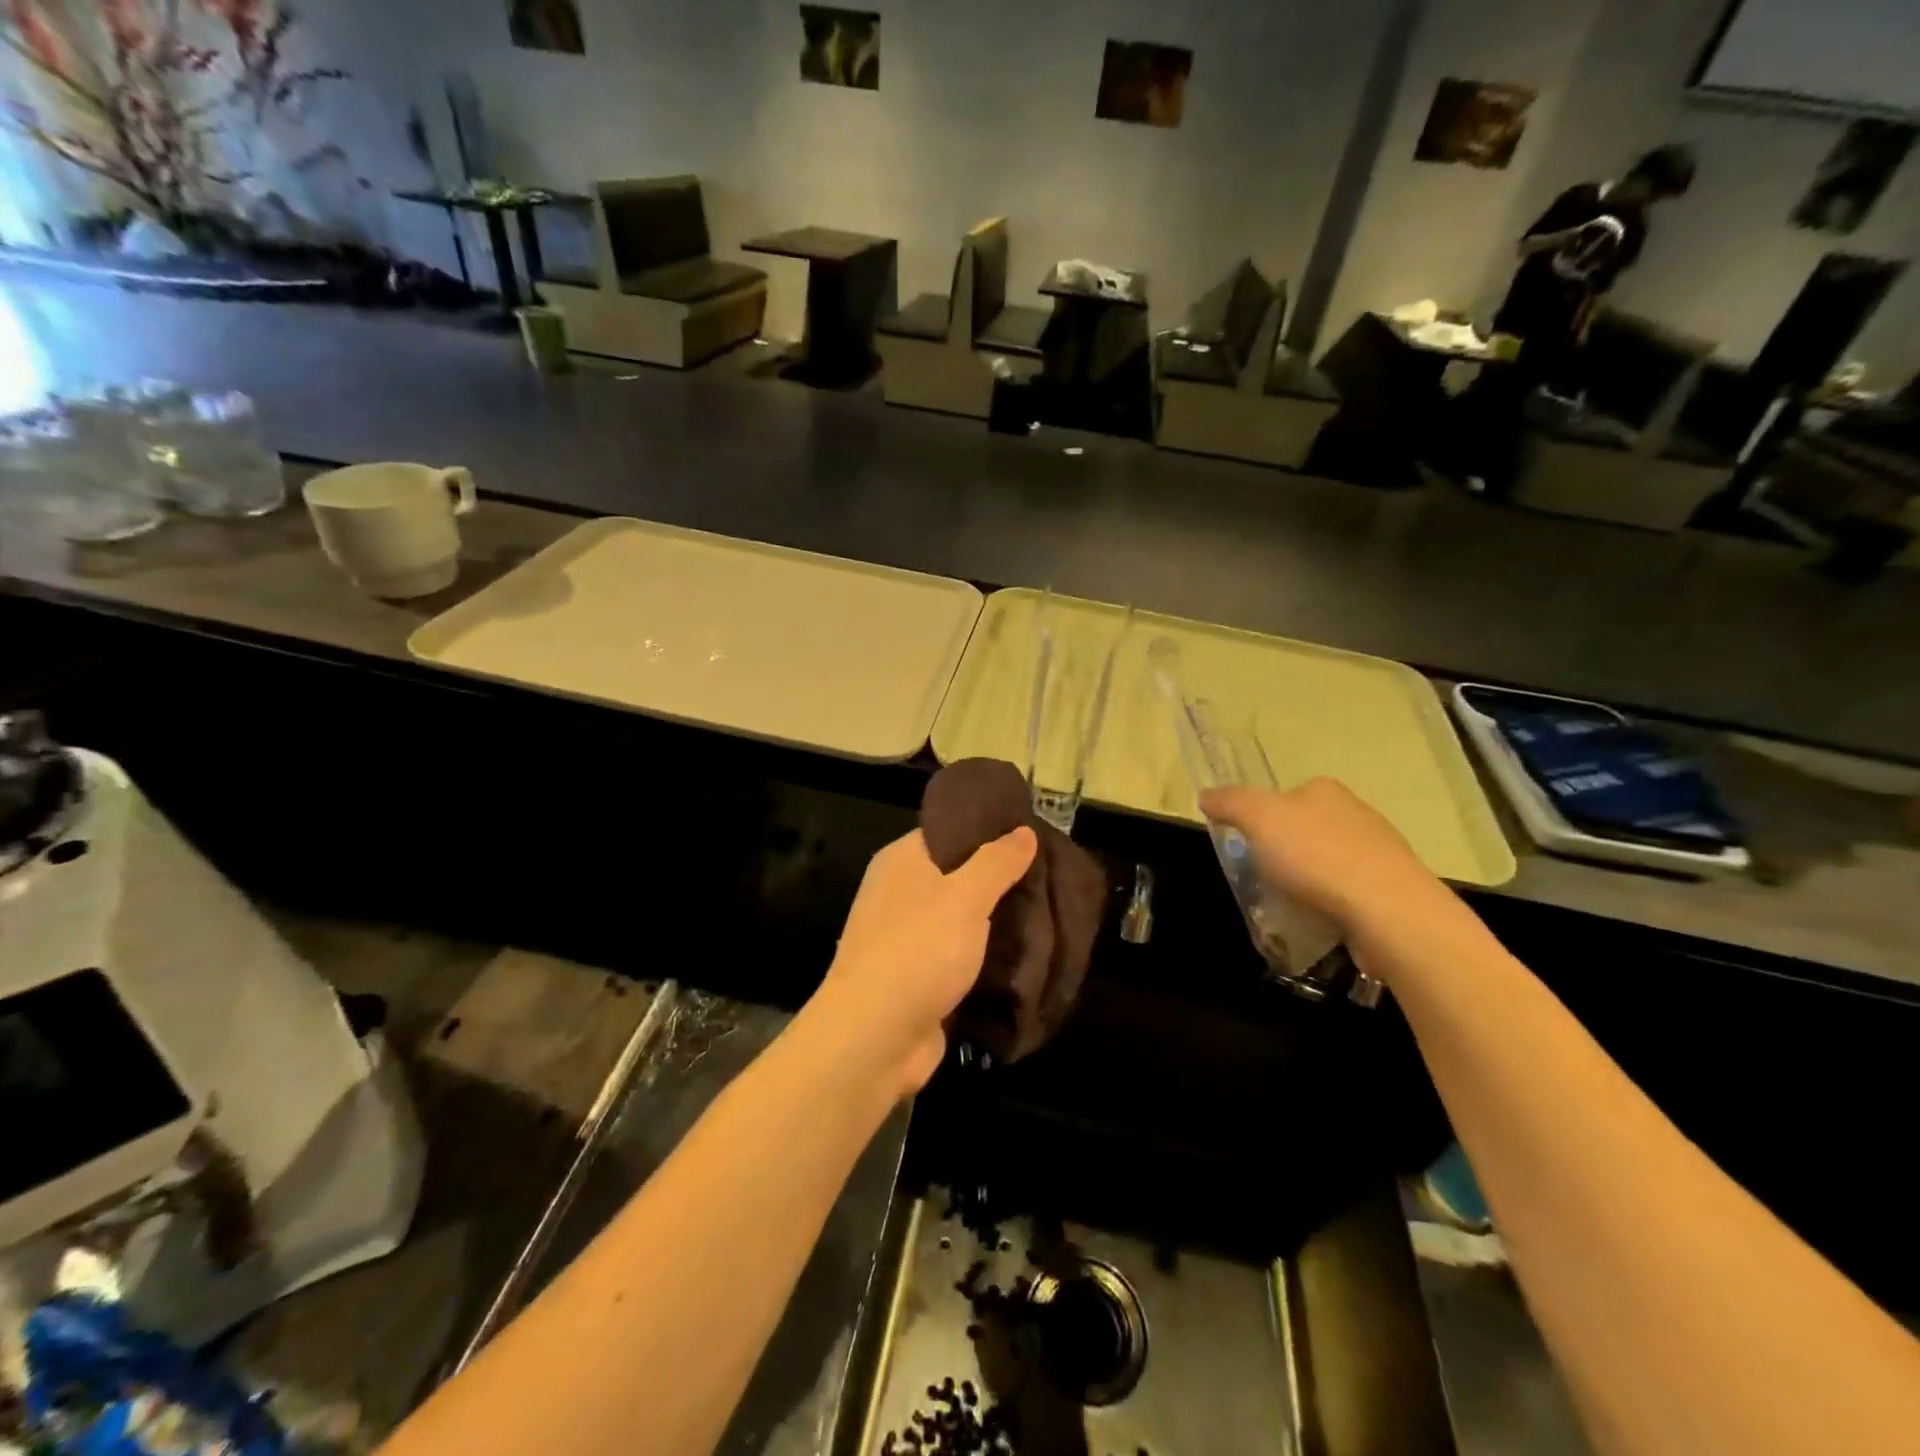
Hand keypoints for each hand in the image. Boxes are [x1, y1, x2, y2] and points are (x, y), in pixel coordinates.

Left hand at [806, 826, 1036, 1099]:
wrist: (874, 1038)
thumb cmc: (917, 951)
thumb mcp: (965, 896)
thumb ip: (996, 862)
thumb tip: (1023, 830)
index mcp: (902, 861)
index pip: (949, 830)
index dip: (989, 828)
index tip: (1033, 831)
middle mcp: (899, 893)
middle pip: (958, 874)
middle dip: (1001, 878)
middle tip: (1051, 874)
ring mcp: (907, 938)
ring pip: (962, 918)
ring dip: (998, 921)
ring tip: (1049, 911)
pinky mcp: (918, 978)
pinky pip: (961, 956)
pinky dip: (987, 956)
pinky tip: (1027, 954)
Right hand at [1200, 778, 1457, 970]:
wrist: (1388, 911)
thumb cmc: (1316, 856)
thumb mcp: (1257, 818)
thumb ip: (1229, 802)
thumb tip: (1206, 795)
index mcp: (1325, 790)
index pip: (1284, 797)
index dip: (1260, 820)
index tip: (1247, 846)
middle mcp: (1356, 812)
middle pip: (1305, 829)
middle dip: (1284, 853)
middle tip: (1263, 879)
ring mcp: (1379, 851)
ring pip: (1327, 862)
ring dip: (1308, 881)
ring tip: (1289, 907)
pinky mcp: (1393, 890)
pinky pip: (1348, 892)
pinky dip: (1330, 904)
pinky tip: (1320, 921)